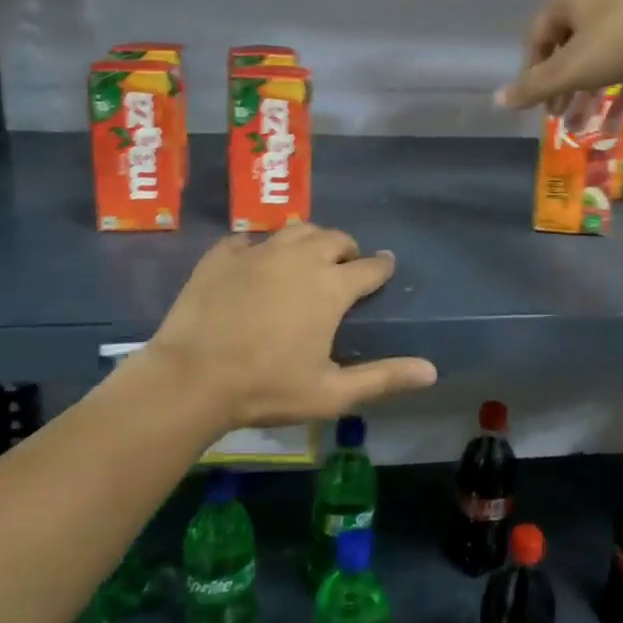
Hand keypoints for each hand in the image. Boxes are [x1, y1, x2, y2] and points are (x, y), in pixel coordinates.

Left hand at [144, 224, 436, 429]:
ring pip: (297, 230)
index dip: (382, 267)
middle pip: (336, 238)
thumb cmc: (267, 387)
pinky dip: (262, 249)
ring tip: (307, 259)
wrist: (190, 379)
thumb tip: (432, 371)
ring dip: (310, 240)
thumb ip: (384, 377)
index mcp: (331, 286)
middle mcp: (300, 257)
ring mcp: (259, 251)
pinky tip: (257, 266)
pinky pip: (251, 239)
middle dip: (347, 250)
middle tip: (345, 268)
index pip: (370, 267)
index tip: (386, 268)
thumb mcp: (332, 392)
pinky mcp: (223, 254)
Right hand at [495, 0, 622, 109]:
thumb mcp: (571, 69)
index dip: (532, 72)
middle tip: (560, 113)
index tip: (537, 104)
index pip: (538, 34)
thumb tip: (497, 100)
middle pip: (570, 40)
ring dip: (592, 85)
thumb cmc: (620, 40)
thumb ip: (534, 86)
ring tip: (588, 118)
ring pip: (602, 47)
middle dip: (565, 82)